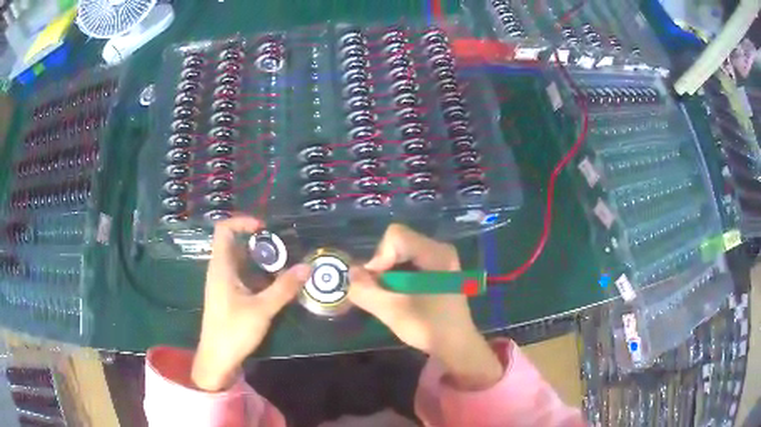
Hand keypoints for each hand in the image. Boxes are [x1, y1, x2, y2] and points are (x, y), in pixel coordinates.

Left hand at [192, 216, 309, 391]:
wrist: (217, 359)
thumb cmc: (234, 331)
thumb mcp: (262, 309)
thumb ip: (284, 288)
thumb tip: (307, 267)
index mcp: (221, 266)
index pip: (224, 229)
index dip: (242, 221)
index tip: (265, 228)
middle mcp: (219, 270)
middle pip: (234, 243)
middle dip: (258, 241)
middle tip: (283, 247)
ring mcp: (223, 283)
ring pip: (240, 260)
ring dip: (260, 259)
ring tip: (284, 264)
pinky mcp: (228, 296)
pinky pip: (242, 275)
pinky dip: (258, 274)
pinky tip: (275, 285)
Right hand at [348, 224, 502, 389]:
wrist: (457, 347)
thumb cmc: (430, 328)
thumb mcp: (393, 311)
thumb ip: (366, 291)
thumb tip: (350, 272)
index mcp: (436, 253)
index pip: (395, 236)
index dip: (379, 257)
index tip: (377, 284)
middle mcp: (440, 250)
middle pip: (397, 243)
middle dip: (382, 267)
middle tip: (381, 293)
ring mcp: (440, 260)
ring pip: (401, 254)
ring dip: (388, 274)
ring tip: (390, 297)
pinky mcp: (438, 271)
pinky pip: (408, 263)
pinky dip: (397, 277)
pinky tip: (400, 297)